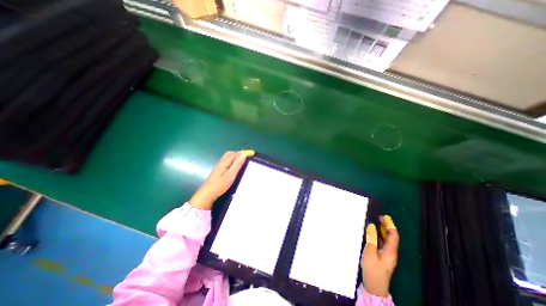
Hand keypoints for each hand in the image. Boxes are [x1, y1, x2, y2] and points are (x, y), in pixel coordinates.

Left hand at [189, 149, 254, 209]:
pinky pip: (226, 161)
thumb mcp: (230, 176)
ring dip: (235, 156)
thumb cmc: (219, 186)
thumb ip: (236, 165)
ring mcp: (218, 167)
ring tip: (242, 160)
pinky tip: (234, 166)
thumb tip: (243, 155)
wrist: (206, 195)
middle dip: (238, 153)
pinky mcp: (217, 171)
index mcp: (224, 163)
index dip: (243, 152)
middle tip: (246, 156)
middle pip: (229, 154)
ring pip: (227, 157)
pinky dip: (232, 160)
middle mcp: (220, 163)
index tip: (251, 153)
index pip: (234, 154)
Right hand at [361, 216, 398, 295]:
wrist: (374, 286)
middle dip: (386, 227)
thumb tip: (372, 226)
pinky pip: (382, 244)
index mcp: (390, 251)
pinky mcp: (382, 258)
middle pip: (391, 237)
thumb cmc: (372, 268)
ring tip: (375, 223)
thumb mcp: (370, 251)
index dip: (390, 225)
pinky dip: (379, 236)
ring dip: (382, 231)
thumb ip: (371, 238)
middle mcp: (391, 252)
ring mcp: (387, 255)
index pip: (393, 235)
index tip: (384, 216)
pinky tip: (372, 234)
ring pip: (386, 240)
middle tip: (379, 218)